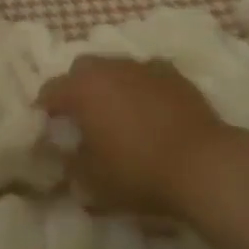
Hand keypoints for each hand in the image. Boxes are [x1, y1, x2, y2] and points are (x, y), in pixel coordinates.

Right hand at [39, 56, 232, 217]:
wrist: (203, 164)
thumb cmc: (139, 172)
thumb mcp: (92, 181)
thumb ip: (71, 164)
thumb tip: (65, 154)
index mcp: (83, 89)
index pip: (50, 90)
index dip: (45, 109)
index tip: (48, 127)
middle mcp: (110, 68)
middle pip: (83, 68)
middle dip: (77, 88)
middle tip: (81, 116)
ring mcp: (144, 67)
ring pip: (116, 67)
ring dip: (110, 85)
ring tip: (117, 113)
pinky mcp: (173, 74)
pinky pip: (146, 74)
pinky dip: (140, 87)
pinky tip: (149, 109)